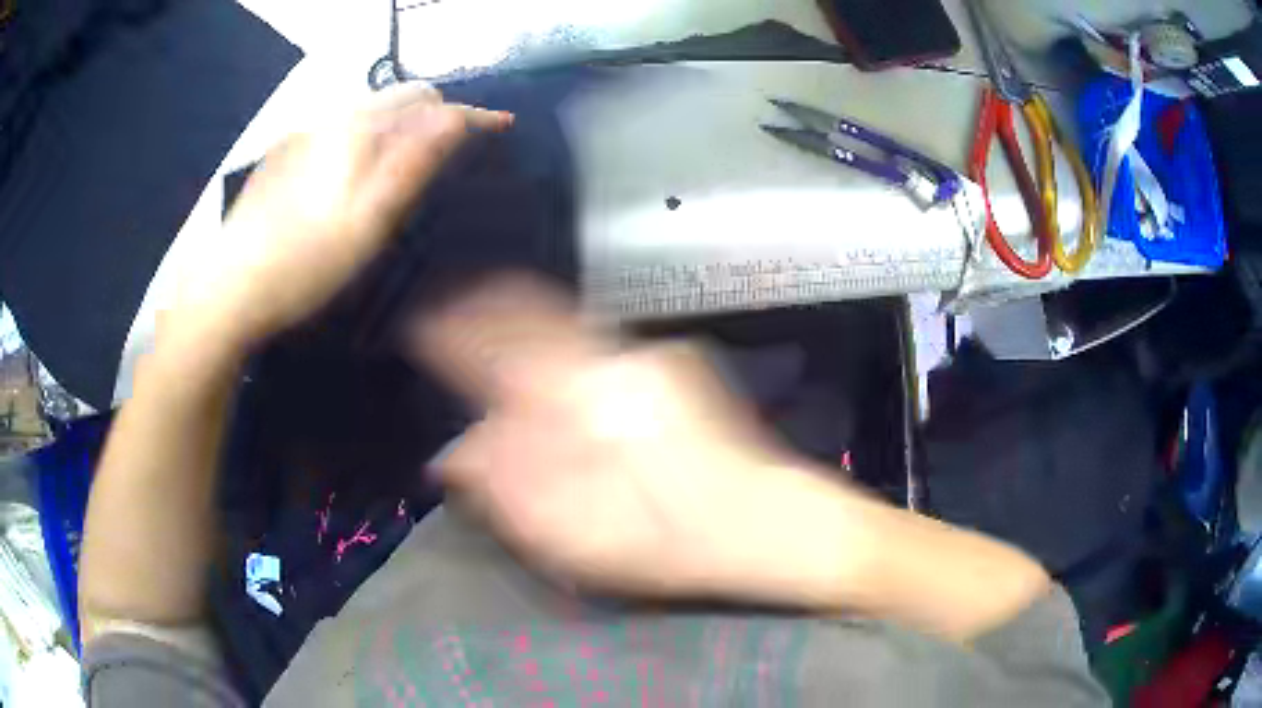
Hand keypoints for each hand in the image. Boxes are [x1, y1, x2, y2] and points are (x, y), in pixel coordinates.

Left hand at [174, 82, 512, 346]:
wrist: (229, 289)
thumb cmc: (304, 263)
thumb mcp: (369, 221)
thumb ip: (413, 163)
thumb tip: (456, 119)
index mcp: (355, 130)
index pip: (427, 104)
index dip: (469, 113)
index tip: (500, 126)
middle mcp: (329, 118)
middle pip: (398, 98)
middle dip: (434, 113)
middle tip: (453, 150)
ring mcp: (301, 134)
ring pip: (366, 112)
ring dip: (397, 125)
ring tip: (408, 161)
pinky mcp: (282, 155)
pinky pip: (338, 128)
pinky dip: (364, 138)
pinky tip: (355, 173)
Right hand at [414, 276, 858, 599]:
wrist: (768, 523)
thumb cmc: (671, 543)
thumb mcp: (577, 538)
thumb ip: (509, 489)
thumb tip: (454, 455)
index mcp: (589, 401)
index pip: (502, 344)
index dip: (453, 329)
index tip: (421, 322)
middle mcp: (620, 359)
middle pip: (536, 314)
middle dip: (485, 309)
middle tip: (450, 315)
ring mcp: (653, 356)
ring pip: (568, 324)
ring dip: (523, 326)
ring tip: (489, 335)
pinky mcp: (675, 365)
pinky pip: (598, 341)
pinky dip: (560, 345)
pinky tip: (554, 371)